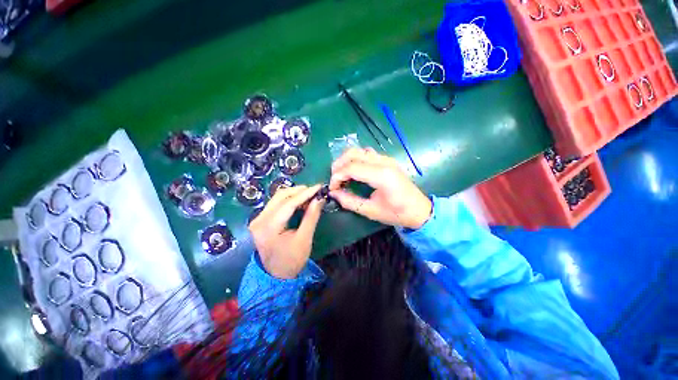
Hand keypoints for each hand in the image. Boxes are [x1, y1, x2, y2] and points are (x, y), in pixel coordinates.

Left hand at [249, 184, 324, 278]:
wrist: (275, 277)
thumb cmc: (291, 261)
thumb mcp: (304, 239)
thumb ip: (311, 217)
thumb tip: (319, 199)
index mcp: (268, 227)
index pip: (288, 203)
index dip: (305, 193)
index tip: (319, 187)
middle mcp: (259, 220)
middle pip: (280, 196)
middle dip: (299, 191)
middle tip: (315, 191)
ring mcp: (257, 219)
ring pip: (277, 198)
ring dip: (294, 194)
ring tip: (309, 196)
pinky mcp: (260, 220)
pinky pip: (276, 204)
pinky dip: (289, 201)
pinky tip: (300, 202)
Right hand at [329, 148, 431, 228]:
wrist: (419, 210)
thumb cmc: (397, 213)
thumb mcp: (371, 211)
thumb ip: (350, 201)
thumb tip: (333, 193)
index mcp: (381, 176)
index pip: (351, 168)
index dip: (337, 176)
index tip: (332, 188)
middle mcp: (384, 162)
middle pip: (353, 153)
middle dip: (338, 165)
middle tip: (334, 180)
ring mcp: (387, 159)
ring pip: (359, 150)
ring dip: (346, 160)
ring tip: (341, 175)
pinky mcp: (388, 160)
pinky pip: (367, 153)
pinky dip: (356, 159)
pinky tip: (354, 171)